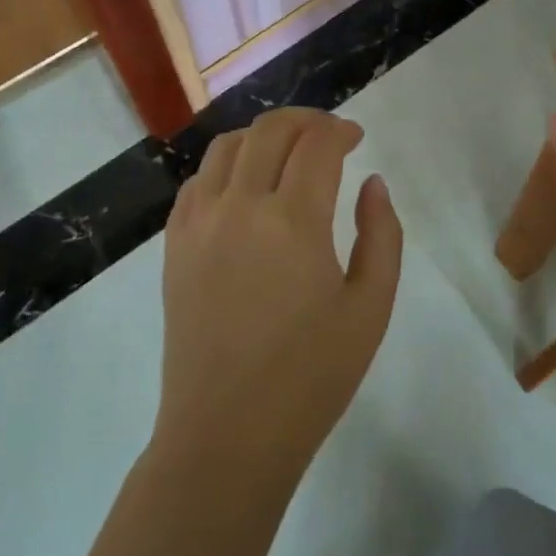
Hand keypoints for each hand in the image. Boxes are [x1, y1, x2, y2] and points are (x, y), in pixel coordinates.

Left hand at [155, 109, 403, 484]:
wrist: (227, 434)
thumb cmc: (311, 377)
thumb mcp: (370, 309)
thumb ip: (381, 235)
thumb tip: (372, 183)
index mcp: (293, 222)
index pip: (316, 144)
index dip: (340, 130)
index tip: (356, 138)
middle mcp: (240, 207)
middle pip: (270, 131)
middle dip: (305, 121)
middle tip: (328, 135)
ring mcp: (199, 224)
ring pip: (227, 146)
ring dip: (263, 136)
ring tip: (287, 154)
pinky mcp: (174, 245)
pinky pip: (197, 181)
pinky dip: (226, 166)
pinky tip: (244, 187)